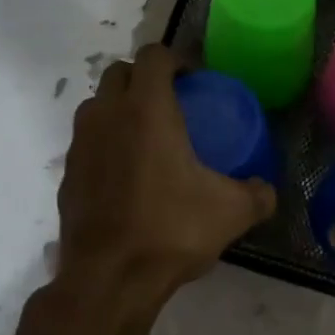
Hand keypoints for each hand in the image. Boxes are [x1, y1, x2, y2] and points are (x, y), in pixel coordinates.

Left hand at [52, 45, 276, 332]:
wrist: (109, 278)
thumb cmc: (171, 231)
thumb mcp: (232, 212)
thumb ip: (258, 195)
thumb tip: (267, 190)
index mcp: (146, 109)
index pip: (153, 55)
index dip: (176, 59)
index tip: (194, 80)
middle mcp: (107, 115)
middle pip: (119, 72)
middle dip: (144, 78)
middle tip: (172, 102)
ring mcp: (80, 144)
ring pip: (97, 105)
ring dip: (120, 107)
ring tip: (147, 136)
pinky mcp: (67, 174)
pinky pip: (87, 141)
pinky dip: (105, 143)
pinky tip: (126, 175)